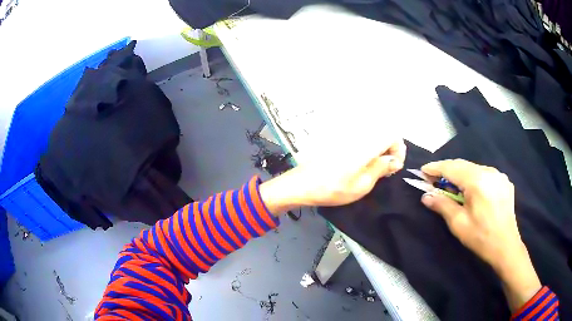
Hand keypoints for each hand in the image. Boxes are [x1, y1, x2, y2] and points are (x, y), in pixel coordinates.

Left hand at [260, 138, 405, 212]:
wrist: (302, 184)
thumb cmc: (333, 188)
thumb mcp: (363, 184)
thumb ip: (381, 168)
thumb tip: (394, 160)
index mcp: (366, 143)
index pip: (392, 135)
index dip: (398, 150)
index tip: (394, 166)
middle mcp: (358, 133)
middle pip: (383, 133)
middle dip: (390, 150)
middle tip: (386, 170)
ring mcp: (347, 135)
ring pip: (372, 135)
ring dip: (379, 149)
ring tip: (375, 169)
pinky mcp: (338, 138)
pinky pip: (360, 138)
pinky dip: (367, 148)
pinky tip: (362, 163)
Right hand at [420, 159, 540, 310]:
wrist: (506, 247)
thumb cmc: (481, 238)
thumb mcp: (459, 224)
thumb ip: (442, 205)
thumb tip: (425, 196)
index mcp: (477, 181)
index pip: (452, 168)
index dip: (436, 168)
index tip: (423, 170)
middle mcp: (489, 172)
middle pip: (463, 165)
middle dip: (447, 170)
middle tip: (434, 180)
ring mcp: (499, 175)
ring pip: (474, 168)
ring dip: (461, 174)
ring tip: (452, 187)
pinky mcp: (504, 181)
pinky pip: (485, 174)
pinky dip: (474, 178)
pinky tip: (472, 191)